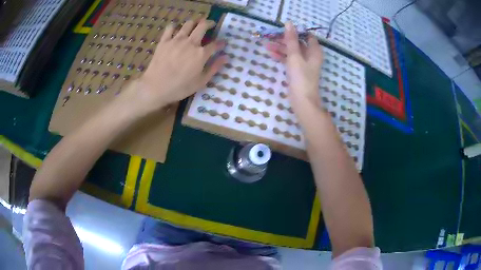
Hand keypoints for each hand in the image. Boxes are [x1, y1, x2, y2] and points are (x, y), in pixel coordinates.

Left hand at [121, 20, 226, 116]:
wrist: (156, 87)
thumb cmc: (180, 87)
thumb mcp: (201, 82)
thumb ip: (214, 68)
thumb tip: (225, 57)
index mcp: (201, 53)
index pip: (215, 44)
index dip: (221, 43)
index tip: (223, 43)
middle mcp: (191, 42)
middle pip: (203, 26)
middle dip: (209, 23)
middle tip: (211, 24)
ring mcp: (176, 40)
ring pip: (188, 24)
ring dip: (194, 22)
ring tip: (195, 23)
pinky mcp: (164, 41)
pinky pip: (170, 28)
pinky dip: (174, 26)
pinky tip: (175, 29)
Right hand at [265, 22, 322, 109]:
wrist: (302, 101)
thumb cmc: (301, 77)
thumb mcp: (295, 56)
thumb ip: (291, 39)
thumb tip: (289, 23)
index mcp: (314, 51)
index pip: (306, 36)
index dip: (296, 32)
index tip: (283, 30)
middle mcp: (311, 56)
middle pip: (298, 43)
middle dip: (285, 40)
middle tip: (271, 37)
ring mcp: (304, 64)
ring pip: (292, 51)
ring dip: (281, 48)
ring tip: (267, 45)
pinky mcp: (298, 71)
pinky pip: (290, 60)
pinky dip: (282, 56)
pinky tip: (271, 54)